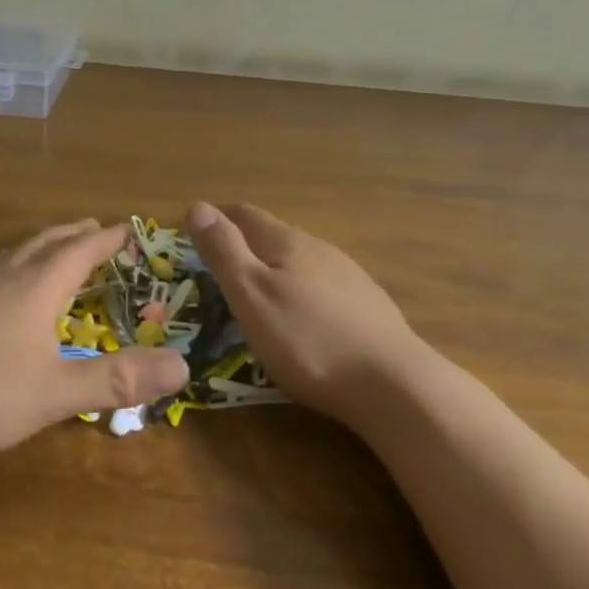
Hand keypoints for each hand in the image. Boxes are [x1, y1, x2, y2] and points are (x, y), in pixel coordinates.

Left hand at [0, 220, 189, 463]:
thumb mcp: (51, 393)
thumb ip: (114, 379)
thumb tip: (182, 364)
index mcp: (36, 284)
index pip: (81, 248)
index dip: (108, 238)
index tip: (130, 229)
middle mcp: (3, 273)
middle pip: (47, 240)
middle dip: (77, 234)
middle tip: (98, 232)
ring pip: (16, 252)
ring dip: (45, 246)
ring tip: (58, 253)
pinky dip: (18, 265)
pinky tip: (4, 291)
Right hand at [185, 202, 430, 423]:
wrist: (392, 383)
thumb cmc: (307, 340)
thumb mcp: (251, 296)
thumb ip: (224, 251)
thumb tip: (197, 205)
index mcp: (286, 242)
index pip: (245, 214)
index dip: (218, 218)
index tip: (195, 232)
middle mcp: (319, 248)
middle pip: (274, 234)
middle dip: (245, 244)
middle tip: (221, 267)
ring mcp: (348, 275)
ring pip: (301, 260)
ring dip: (275, 266)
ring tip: (259, 292)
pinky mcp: (368, 304)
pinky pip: (324, 285)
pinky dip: (302, 290)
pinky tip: (305, 317)